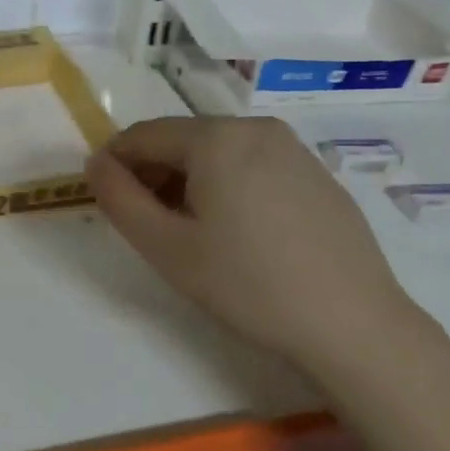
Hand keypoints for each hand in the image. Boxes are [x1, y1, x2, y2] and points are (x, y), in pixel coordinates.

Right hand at [87, 116, 440, 377]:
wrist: (352, 323)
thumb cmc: (248, 284)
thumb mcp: (166, 247)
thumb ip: (119, 199)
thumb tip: (97, 163)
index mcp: (217, 137)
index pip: (144, 134)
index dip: (115, 162)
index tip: (104, 198)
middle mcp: (256, 127)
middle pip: (183, 140)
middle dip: (153, 173)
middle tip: (145, 223)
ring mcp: (294, 149)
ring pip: (219, 153)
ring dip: (189, 181)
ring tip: (189, 232)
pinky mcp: (317, 175)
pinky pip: (254, 166)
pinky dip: (228, 186)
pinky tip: (237, 233)